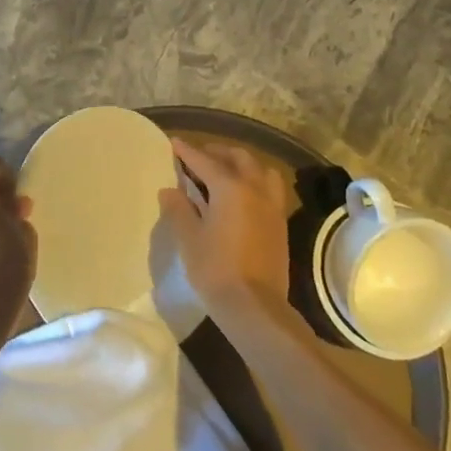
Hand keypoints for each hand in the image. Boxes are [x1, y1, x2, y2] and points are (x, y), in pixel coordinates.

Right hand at [158, 137, 292, 315]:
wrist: (255, 308)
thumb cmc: (215, 269)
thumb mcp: (189, 238)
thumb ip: (178, 209)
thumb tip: (170, 190)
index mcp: (230, 188)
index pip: (205, 161)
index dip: (187, 152)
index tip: (175, 143)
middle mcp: (255, 190)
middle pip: (239, 159)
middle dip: (218, 153)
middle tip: (199, 157)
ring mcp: (272, 207)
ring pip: (261, 171)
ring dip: (242, 165)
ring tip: (225, 174)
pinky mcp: (280, 225)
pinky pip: (270, 190)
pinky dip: (255, 183)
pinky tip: (242, 198)